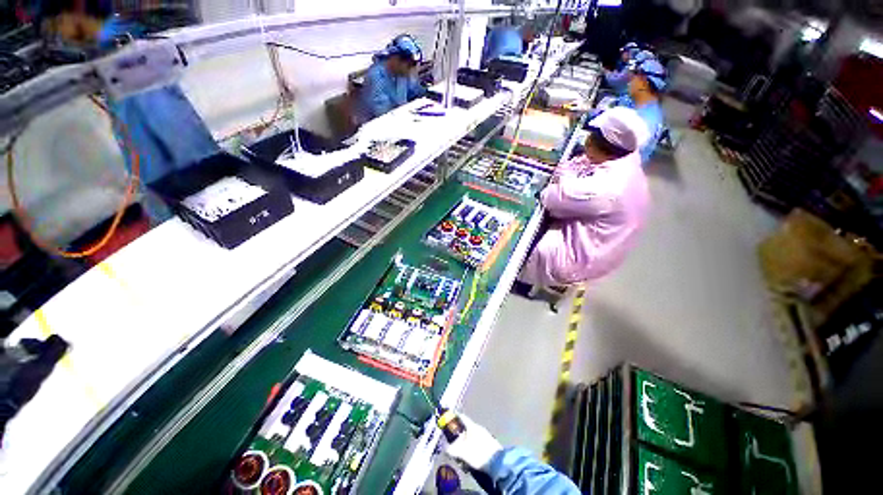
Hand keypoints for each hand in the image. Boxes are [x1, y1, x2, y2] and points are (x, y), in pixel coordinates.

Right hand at [445, 414, 502, 469]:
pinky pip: (476, 445)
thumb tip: (444, 448)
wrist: (499, 463)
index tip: (447, 421)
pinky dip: (471, 451)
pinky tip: (470, 462)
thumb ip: (452, 449)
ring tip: (462, 459)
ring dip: (464, 447)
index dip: (453, 418)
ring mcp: (485, 437)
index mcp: (472, 426)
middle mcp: (478, 429)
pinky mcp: (489, 446)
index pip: (461, 417)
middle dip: (458, 438)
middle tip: (453, 447)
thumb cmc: (480, 454)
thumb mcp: (463, 452)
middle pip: (465, 429)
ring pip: (470, 439)